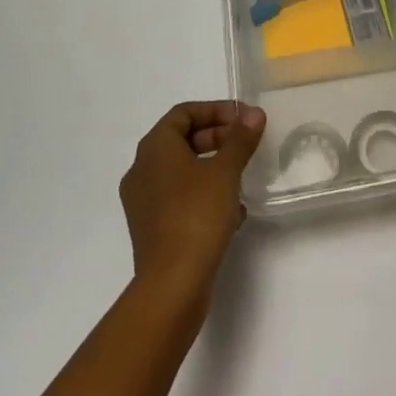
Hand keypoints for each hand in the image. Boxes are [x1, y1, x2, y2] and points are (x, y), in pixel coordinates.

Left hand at [118, 101, 265, 307]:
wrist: (172, 285)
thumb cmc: (197, 216)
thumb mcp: (225, 172)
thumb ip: (240, 139)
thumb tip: (253, 114)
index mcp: (154, 148)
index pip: (184, 113)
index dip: (216, 110)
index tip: (243, 119)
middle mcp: (142, 170)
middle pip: (182, 140)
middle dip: (217, 138)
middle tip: (246, 145)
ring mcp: (143, 202)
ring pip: (182, 171)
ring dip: (213, 168)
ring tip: (242, 178)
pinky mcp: (152, 229)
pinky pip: (179, 198)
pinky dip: (204, 195)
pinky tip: (232, 212)